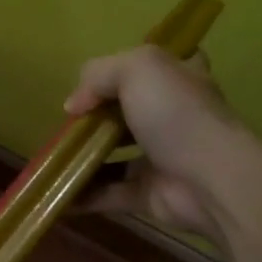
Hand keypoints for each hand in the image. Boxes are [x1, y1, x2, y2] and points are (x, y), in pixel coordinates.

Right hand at [63, 45, 246, 241]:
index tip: (98, 79)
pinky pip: (108, 192)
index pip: (158, 67)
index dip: (130, 69)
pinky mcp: (148, 193)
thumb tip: (73, 105)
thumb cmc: (177, 114)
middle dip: (95, 117)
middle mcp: (172, 117)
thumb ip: (99, 74)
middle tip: (66, 123)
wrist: (210, 179)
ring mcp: (160, 158)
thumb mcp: (137, 68)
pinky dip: (82, 194)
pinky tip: (56, 192)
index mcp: (179, 80)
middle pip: (128, 112)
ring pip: (114, 154)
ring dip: (82, 156)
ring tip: (51, 156)